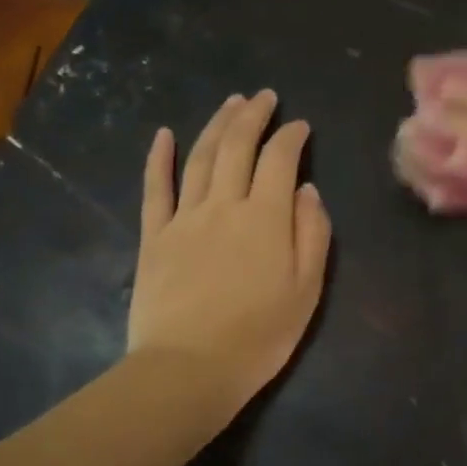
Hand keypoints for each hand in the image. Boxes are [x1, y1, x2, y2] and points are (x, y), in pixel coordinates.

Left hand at [127, 91, 332, 416]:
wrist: (189, 368)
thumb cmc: (259, 336)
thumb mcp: (307, 290)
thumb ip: (312, 234)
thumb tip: (306, 190)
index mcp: (266, 218)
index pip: (280, 160)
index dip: (291, 137)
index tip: (300, 126)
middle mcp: (224, 205)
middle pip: (237, 146)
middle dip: (252, 116)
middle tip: (264, 97)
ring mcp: (184, 218)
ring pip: (200, 157)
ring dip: (216, 125)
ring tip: (230, 103)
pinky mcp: (154, 236)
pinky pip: (155, 188)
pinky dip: (159, 158)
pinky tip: (164, 135)